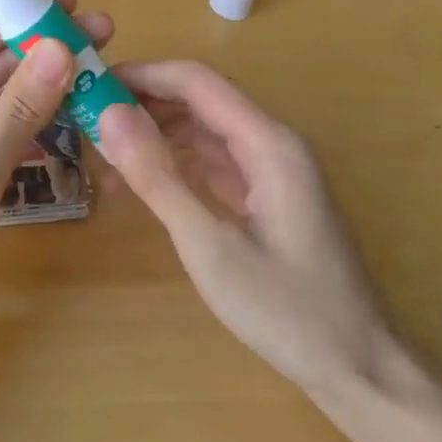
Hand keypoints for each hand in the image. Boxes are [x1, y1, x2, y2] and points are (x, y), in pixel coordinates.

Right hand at [97, 62, 387, 394]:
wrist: (356, 365)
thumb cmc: (285, 310)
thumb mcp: (210, 246)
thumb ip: (159, 178)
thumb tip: (110, 117)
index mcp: (268, 144)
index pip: (197, 82)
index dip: (142, 76)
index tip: (89, 86)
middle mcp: (273, 144)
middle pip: (201, 100)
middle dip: (144, 102)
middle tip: (86, 119)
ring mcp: (273, 170)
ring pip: (206, 130)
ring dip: (157, 132)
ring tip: (103, 149)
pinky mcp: (268, 195)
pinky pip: (215, 161)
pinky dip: (176, 162)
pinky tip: (142, 178)